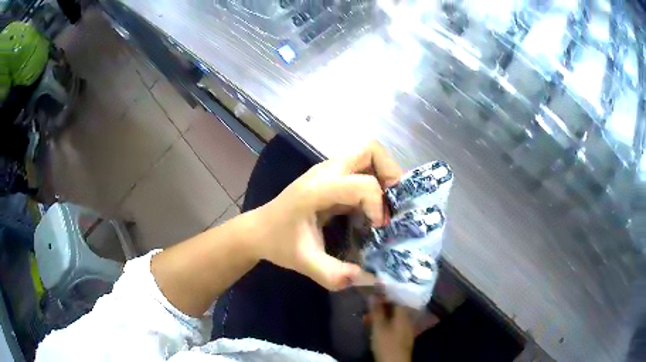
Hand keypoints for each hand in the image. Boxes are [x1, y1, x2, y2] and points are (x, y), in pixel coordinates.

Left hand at [249, 141, 402, 289]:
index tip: (379, 227)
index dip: (379, 205)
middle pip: (371, 151)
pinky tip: (372, 207)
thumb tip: (370, 278)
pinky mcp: (330, 176)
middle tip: (395, 201)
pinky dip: (375, 181)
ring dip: (384, 175)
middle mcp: (325, 172)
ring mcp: (327, 170)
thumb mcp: (305, 263)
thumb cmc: (278, 243)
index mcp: (317, 190)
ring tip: (387, 204)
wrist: (259, 230)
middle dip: (390, 173)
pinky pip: (361, 167)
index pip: (363, 184)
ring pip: (368, 155)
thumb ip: (334, 274)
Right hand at [369, 296, 414, 361]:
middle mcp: (408, 320)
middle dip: (383, 307)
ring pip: (395, 318)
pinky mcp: (404, 338)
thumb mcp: (378, 327)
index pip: (396, 299)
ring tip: (370, 319)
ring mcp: (407, 329)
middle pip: (396, 309)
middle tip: (370, 309)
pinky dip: (387, 324)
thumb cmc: (386, 343)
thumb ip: (376, 310)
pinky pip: (395, 326)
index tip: (373, 296)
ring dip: (384, 317)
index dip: (385, 296)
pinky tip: (379, 328)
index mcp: (403, 315)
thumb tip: (373, 294)